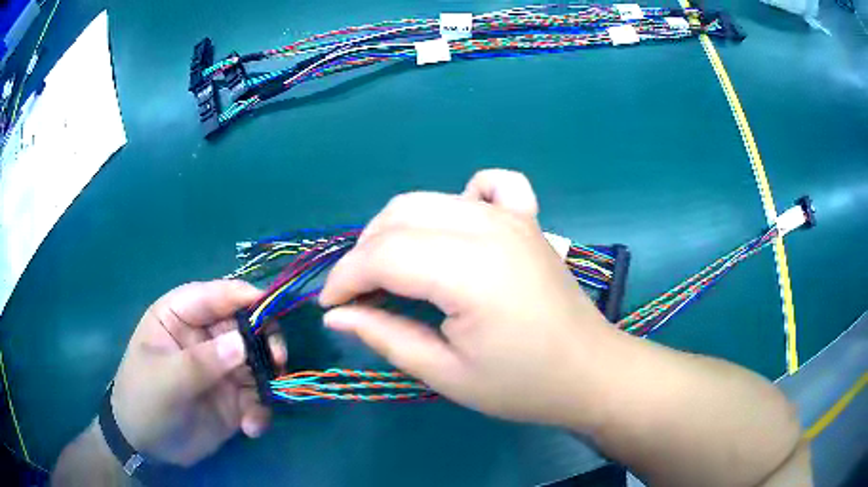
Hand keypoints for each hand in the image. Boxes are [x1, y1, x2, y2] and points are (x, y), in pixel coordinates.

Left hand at [110, 280, 286, 466]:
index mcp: (180, 316)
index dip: (245, 297)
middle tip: (279, 362)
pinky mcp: (234, 396)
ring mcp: (222, 367)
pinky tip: (251, 428)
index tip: (273, 310)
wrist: (147, 446)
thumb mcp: (164, 380)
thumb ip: (200, 361)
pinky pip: (258, 395)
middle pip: (246, 325)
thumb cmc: (143, 401)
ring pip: (259, 361)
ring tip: (259, 409)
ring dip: (267, 381)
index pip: (215, 295)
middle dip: (266, 341)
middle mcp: (205, 336)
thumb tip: (243, 343)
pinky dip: (260, 411)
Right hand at [320, 170, 614, 427]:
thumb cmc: (522, 385)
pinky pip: (488, 184)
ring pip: (428, 199)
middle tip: (360, 295)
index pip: (382, 254)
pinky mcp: (526, 219)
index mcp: (470, 271)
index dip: (345, 278)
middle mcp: (488, 228)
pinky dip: (460, 198)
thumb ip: (385, 336)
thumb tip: (335, 313)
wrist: (589, 371)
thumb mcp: (445, 374)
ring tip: (391, 271)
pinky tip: (456, 226)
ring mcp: (511, 216)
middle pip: (398, 217)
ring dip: (396, 230)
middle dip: (364, 253)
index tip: (331, 306)